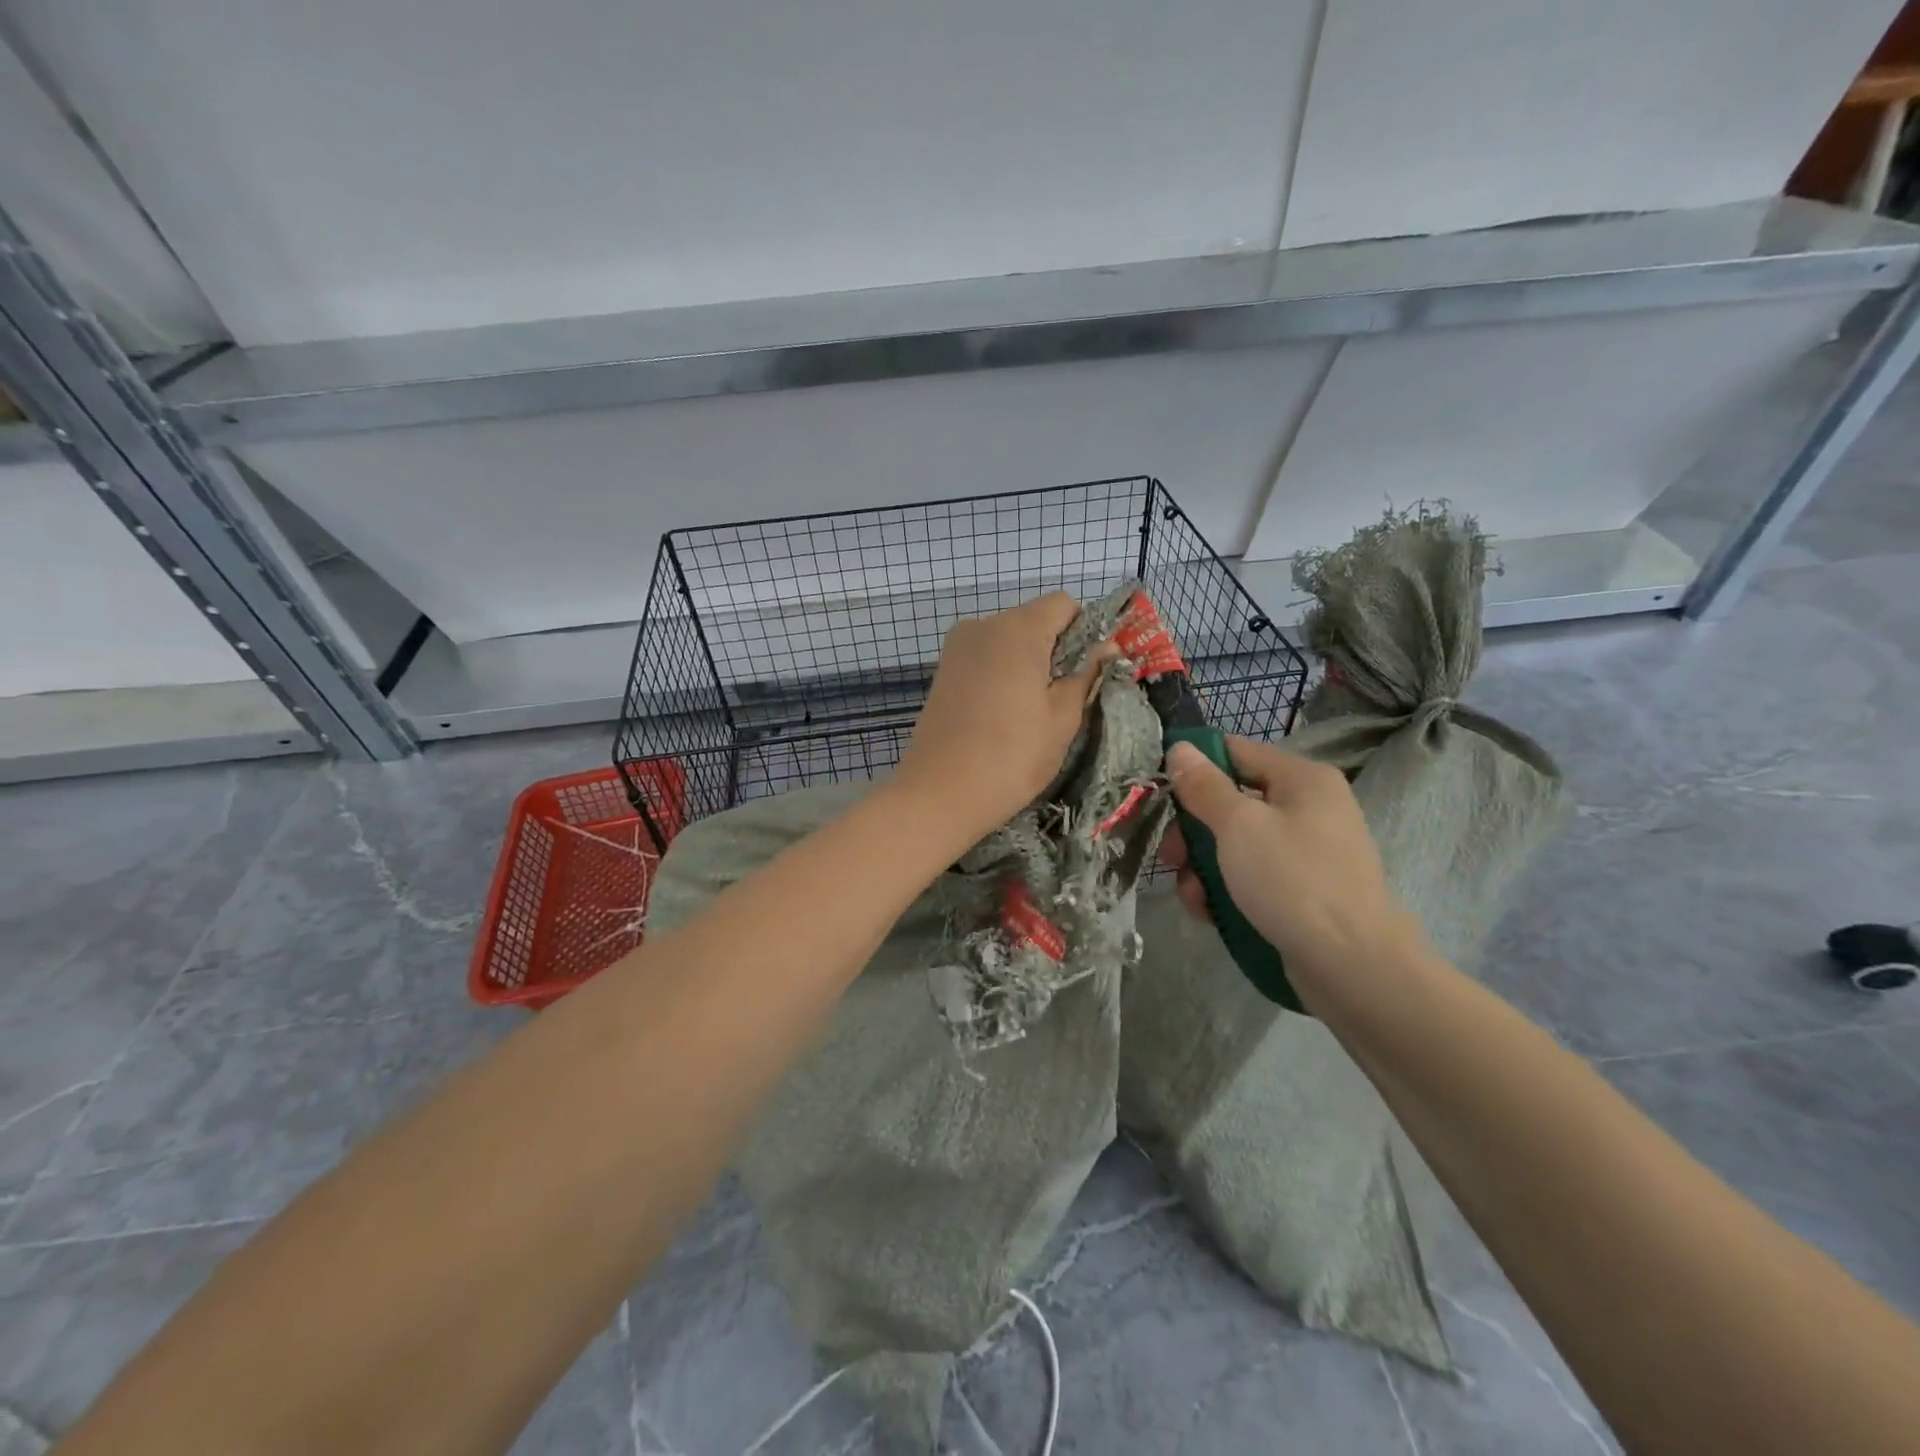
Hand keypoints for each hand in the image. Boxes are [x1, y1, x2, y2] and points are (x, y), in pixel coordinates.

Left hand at [893, 593, 1114, 842]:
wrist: (940, 794)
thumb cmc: (1012, 756)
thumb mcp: (1063, 718)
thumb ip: (1086, 674)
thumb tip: (1107, 647)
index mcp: (1017, 628)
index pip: (1063, 605)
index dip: (1084, 632)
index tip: (1087, 672)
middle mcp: (982, 626)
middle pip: (1034, 621)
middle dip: (1055, 651)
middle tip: (1063, 701)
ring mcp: (957, 649)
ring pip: (1008, 643)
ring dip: (1028, 666)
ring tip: (1030, 714)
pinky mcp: (943, 673)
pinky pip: (985, 660)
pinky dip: (1001, 677)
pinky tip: (1003, 716)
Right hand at [1161, 736, 1422, 984]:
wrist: (1352, 966)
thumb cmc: (1293, 881)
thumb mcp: (1238, 826)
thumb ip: (1204, 785)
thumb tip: (1180, 747)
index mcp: (1302, 778)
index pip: (1235, 751)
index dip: (1194, 767)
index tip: (1159, 793)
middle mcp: (1308, 807)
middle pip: (1231, 802)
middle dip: (1193, 831)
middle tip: (1170, 858)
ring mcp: (1307, 851)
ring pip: (1235, 844)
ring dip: (1203, 867)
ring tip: (1193, 896)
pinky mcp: (1302, 890)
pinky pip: (1252, 875)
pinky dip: (1226, 889)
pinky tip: (1210, 913)